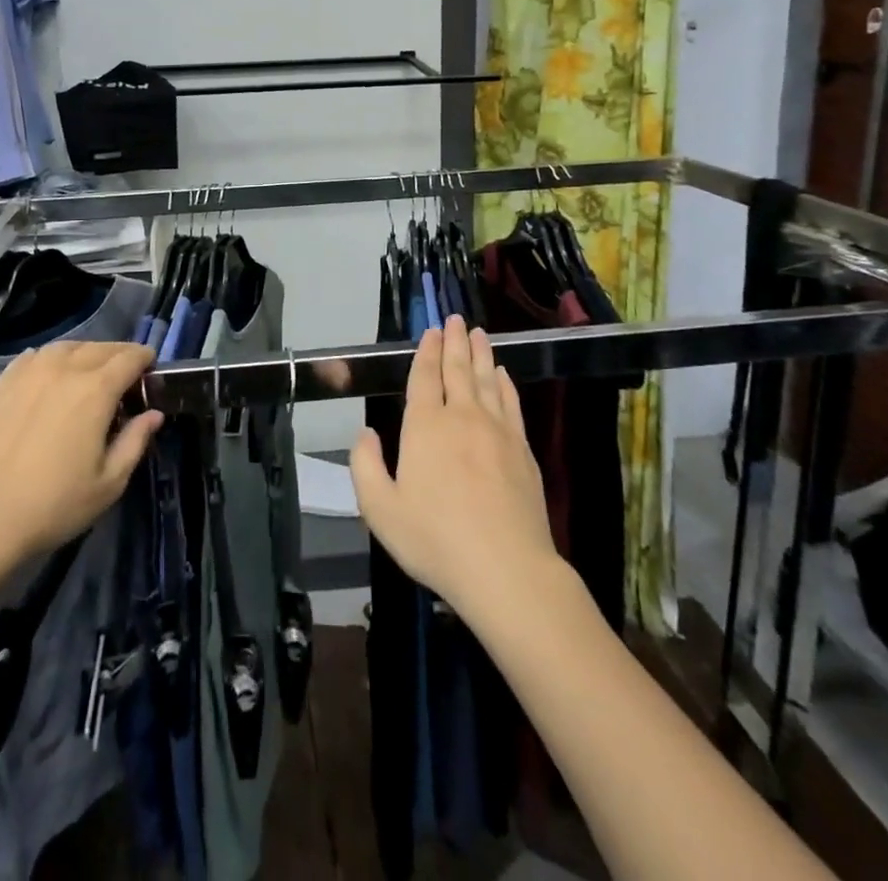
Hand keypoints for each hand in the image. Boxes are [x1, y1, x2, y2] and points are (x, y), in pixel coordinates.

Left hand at [0, 342, 161, 567]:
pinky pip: (34, 357)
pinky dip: (51, 359)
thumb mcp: (109, 483)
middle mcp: (63, 370)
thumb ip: (135, 442)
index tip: (151, 369)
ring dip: (86, 353)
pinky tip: (50, 376)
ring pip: (66, 347)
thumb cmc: (52, 505)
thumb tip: (153, 414)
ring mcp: (28, 373)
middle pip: (100, 348)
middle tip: (126, 375)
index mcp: (96, 390)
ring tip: (89, 372)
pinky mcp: (0, 384)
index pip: (129, 358)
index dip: (145, 358)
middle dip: (119, 355)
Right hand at [351, 316, 564, 623]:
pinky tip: (504, 376)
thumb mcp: (380, 509)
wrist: (505, 569)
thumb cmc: (434, 539)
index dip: (427, 351)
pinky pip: (512, 404)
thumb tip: (365, 433)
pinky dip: (506, 384)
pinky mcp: (522, 450)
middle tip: (456, 318)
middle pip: (458, 369)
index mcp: (425, 426)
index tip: (432, 329)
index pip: (425, 377)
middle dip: (455, 341)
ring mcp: (497, 431)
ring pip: (488, 380)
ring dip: (481, 354)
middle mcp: (462, 417)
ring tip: (479, 334)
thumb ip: (365, 465)